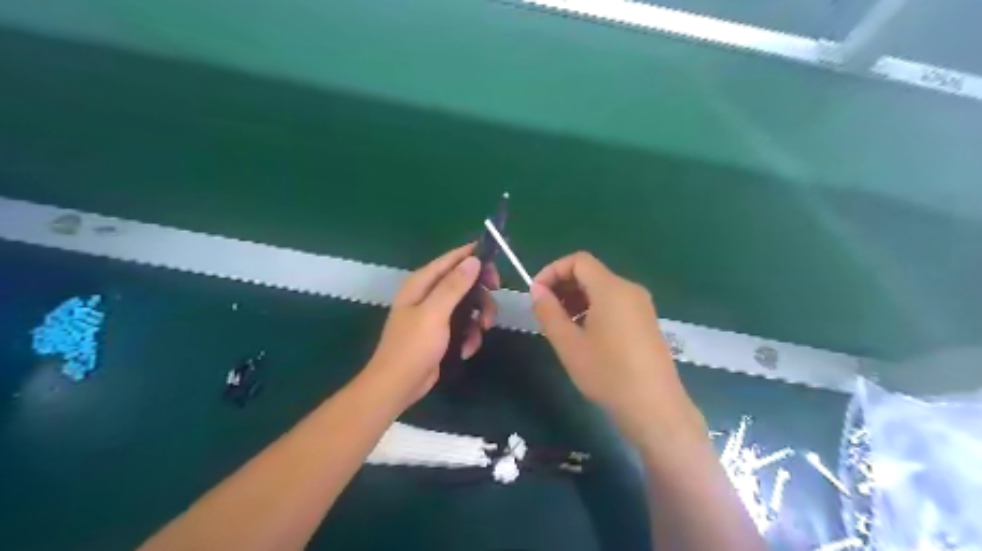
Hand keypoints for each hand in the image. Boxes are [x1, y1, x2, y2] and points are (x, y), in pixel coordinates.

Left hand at [362, 242, 501, 407]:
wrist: (398, 385)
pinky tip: (466, 349)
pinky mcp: (442, 332)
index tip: (496, 266)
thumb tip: (473, 260)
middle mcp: (428, 294)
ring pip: (468, 305)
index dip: (473, 258)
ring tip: (481, 332)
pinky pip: (464, 325)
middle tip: (493, 304)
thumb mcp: (434, 313)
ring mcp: (435, 314)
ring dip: (478, 319)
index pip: (451, 259)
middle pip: (464, 282)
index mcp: (422, 283)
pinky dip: (469, 336)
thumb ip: (454, 285)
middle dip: (481, 295)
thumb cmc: (413, 346)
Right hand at [531, 253, 706, 444]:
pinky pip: (615, 304)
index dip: (552, 271)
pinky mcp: (646, 322)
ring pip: (602, 289)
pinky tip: (584, 335)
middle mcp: (629, 289)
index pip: (578, 260)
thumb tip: (537, 289)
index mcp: (611, 288)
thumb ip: (548, 311)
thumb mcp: (569, 344)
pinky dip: (594, 309)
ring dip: (577, 299)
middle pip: (591, 273)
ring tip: (561, 326)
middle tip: (545, 312)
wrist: (655, 409)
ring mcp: (641, 306)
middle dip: (563, 286)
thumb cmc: (607, 374)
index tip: (536, 293)